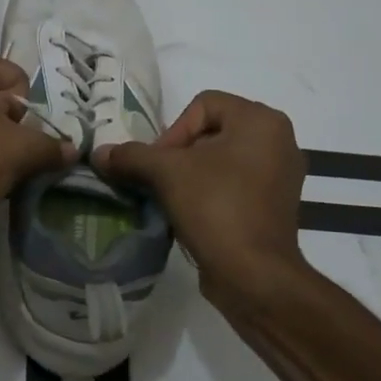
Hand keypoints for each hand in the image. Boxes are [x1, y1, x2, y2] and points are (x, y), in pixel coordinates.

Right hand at [95, 90, 304, 295]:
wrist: (254, 275)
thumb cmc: (216, 207)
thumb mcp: (166, 173)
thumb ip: (131, 156)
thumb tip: (99, 153)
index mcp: (261, 120)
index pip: (203, 105)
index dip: (174, 131)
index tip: (161, 164)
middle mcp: (279, 140)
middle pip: (211, 131)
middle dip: (180, 154)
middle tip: (161, 180)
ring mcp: (281, 174)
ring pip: (221, 159)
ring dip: (192, 174)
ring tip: (173, 198)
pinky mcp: (276, 204)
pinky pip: (235, 183)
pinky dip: (211, 192)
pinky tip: (193, 214)